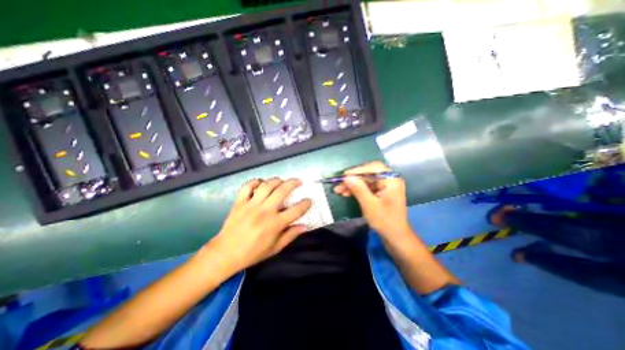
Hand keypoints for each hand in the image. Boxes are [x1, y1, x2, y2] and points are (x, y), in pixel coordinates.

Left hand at [207, 177, 310, 270]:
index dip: (305, 204)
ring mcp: (251, 205)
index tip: (309, 200)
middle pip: (282, 191)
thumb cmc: (253, 253)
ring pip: (266, 186)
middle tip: (298, 181)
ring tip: (281, 180)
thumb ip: (290, 235)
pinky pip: (247, 187)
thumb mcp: (275, 248)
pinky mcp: (239, 202)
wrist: (225, 254)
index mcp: (275, 224)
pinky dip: (255, 182)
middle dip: (293, 183)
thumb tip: (304, 226)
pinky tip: (260, 183)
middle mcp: (265, 211)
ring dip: (276, 180)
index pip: (296, 210)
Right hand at [335, 161, 413, 234]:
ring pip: (365, 180)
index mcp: (391, 180)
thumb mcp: (369, 205)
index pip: (373, 167)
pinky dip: (357, 189)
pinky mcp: (381, 192)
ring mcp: (385, 186)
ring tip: (339, 190)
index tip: (344, 176)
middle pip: (368, 174)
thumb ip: (359, 189)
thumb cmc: (385, 221)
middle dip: (353, 179)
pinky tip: (346, 193)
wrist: (396, 236)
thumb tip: (346, 177)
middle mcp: (389, 180)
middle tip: (339, 184)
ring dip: (352, 184)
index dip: (358, 170)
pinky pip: (367, 187)